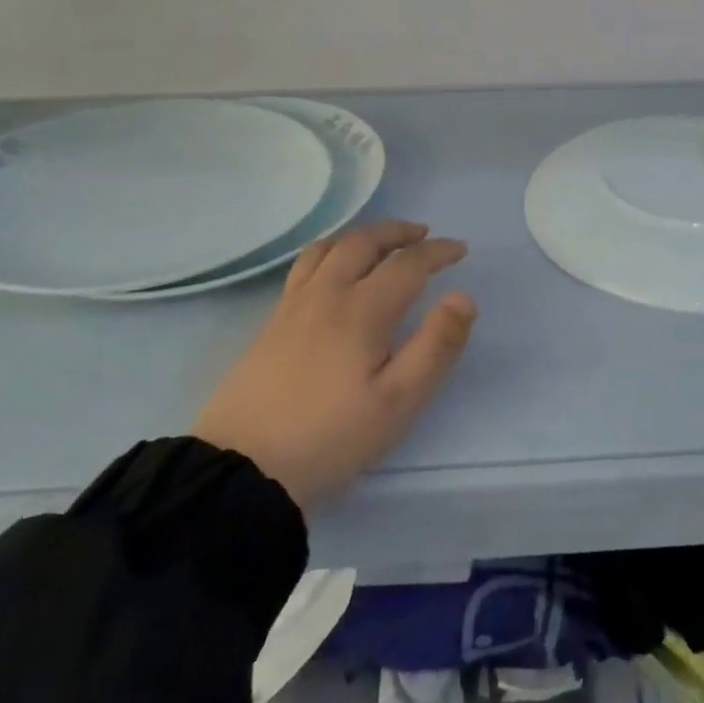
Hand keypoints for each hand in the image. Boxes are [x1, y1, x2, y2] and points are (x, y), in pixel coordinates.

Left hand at [192, 220, 476, 511]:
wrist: (240, 470)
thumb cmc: (329, 437)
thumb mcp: (397, 402)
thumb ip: (436, 347)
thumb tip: (463, 297)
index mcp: (362, 310)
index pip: (408, 263)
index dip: (437, 251)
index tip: (460, 250)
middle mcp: (327, 294)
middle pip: (364, 241)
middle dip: (398, 232)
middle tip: (422, 234)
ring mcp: (293, 305)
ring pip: (329, 248)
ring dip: (362, 236)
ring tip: (380, 244)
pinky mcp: (271, 322)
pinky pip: (305, 265)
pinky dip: (331, 251)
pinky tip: (334, 272)